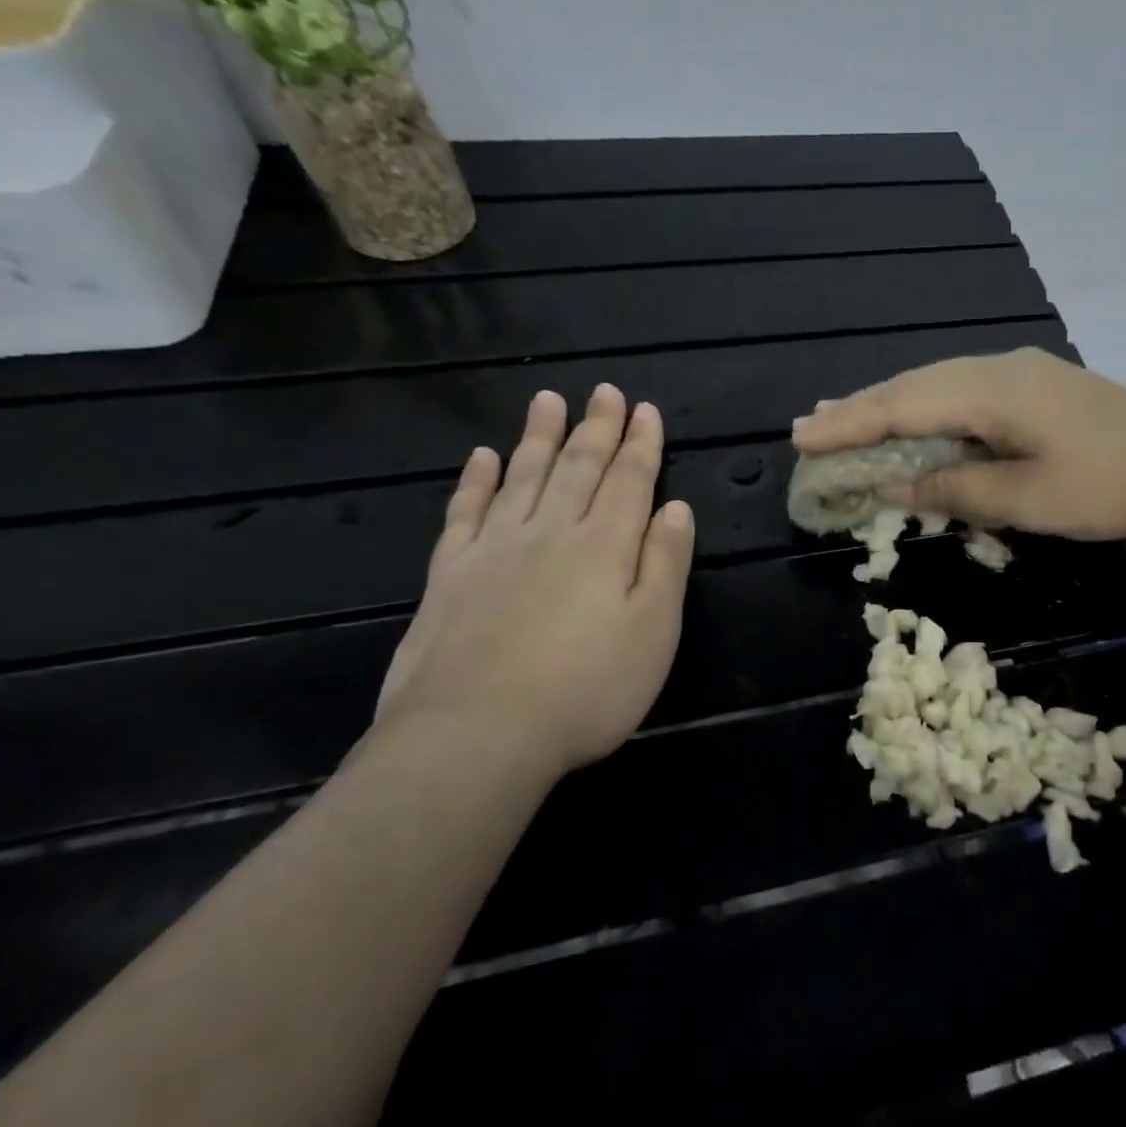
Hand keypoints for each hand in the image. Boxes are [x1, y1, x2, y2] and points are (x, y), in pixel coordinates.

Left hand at [375, 385, 694, 777]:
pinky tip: (482, 458)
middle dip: (596, 428)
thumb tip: (676, 508)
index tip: (646, 410)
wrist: (475, 736)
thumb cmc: (586, 690)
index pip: (629, 481)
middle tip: (604, 391)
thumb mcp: (653, 632)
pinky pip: (466, 513)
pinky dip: (476, 481)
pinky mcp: (450, 575)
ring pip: (522, 477)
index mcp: (604, 546)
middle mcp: (550, 533)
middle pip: (578, 469)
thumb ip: (666, 564)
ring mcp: (494, 550)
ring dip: (539, 437)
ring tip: (548, 401)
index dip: (641, 444)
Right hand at [791, 348, 1125, 540]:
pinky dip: (926, 408)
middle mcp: (998, 369)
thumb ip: (956, 489)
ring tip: (844, 419)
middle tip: (808, 428)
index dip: (851, 425)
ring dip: (889, 405)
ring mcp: (1019, 372)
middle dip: (859, 410)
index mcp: (993, 391)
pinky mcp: (1034, 386)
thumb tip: (895, 487)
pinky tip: (913, 417)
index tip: (803, 438)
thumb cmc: (1108, 487)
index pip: (904, 406)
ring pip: (936, 385)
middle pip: (913, 387)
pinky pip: (961, 392)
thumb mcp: (1026, 500)